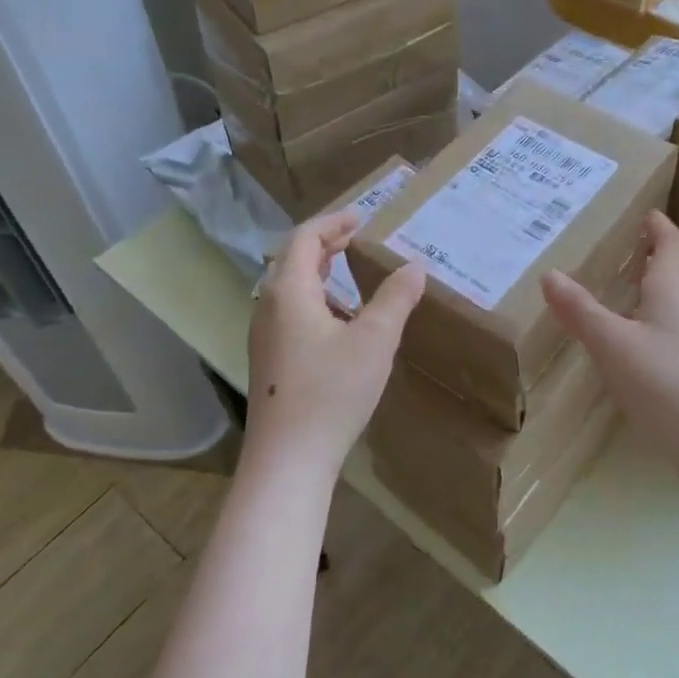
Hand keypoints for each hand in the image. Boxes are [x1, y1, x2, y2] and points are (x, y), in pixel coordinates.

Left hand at [245, 209, 425, 482]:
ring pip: (289, 286)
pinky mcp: (269, 358)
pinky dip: (314, 295)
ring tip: (350, 269)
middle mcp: (268, 306)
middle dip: (325, 242)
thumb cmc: (332, 392)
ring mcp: (264, 334)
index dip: (333, 222)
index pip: (305, 238)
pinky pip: (289, 309)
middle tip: (358, 237)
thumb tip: (414, 266)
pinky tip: (339, 318)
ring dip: (318, 269)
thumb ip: (396, 298)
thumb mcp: (375, 340)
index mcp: (289, 291)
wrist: (288, 460)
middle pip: (292, 258)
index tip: (362, 217)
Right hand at [541, 211, 678, 485]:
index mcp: (675, 290)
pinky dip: (676, 326)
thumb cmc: (666, 383)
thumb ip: (580, 311)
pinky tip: (655, 349)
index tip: (650, 214)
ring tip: (646, 300)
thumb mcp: (612, 346)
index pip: (673, 246)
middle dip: (675, 258)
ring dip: (678, 291)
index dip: (660, 228)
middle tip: (648, 257)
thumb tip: (549, 274)